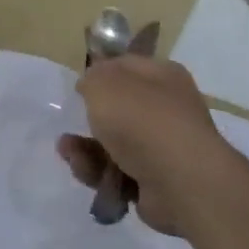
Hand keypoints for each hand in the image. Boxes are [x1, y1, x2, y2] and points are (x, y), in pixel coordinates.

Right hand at [57, 54, 224, 234]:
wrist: (179, 182)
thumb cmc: (142, 120)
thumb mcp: (104, 83)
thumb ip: (92, 78)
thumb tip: (92, 84)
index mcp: (163, 77)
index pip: (128, 66)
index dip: (101, 73)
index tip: (78, 87)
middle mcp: (168, 110)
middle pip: (119, 110)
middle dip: (90, 119)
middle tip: (71, 123)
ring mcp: (163, 148)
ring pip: (113, 144)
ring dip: (86, 149)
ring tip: (68, 153)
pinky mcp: (155, 181)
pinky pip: (117, 173)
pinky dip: (98, 173)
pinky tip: (85, 172)